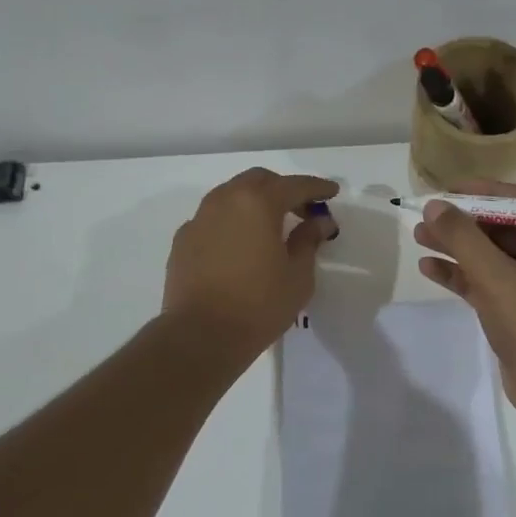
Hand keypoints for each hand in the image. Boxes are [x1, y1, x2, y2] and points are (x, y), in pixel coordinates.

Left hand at [163, 169, 338, 358]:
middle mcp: (225, 201)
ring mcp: (199, 219)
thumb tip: (319, 221)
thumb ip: (309, 241)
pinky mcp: (183, 240)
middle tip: (303, 210)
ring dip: (255, 202)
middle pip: (258, 181)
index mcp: (258, 203)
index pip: (294, 186)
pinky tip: (241, 245)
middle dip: (283, 189)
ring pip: (231, 195)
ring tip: (271, 226)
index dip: (317, 187)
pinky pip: (213, 218)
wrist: (200, 336)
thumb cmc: (259, 305)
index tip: (332, 193)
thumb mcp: (298, 275)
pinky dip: (232, 222)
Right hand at [413, 180, 515, 416]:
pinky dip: (461, 275)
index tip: (445, 190)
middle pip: (501, 228)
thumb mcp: (496, 277)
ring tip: (418, 237)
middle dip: (462, 223)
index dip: (480, 193)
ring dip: (456, 247)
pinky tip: (429, 268)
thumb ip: (463, 238)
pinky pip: (487, 281)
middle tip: (424, 216)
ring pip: (490, 256)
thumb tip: (434, 206)